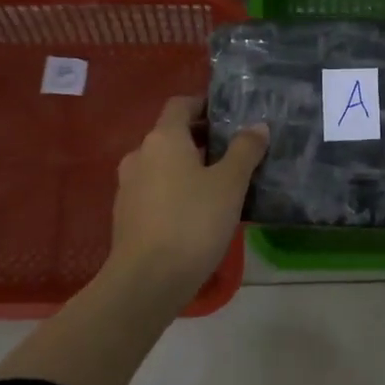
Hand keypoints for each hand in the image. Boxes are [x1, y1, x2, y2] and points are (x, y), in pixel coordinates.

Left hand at [108, 95, 267, 298]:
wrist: (147, 280)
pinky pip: (154, 190)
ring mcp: (128, 186)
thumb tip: (257, 126)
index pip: (180, 104)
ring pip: (162, 164)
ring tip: (219, 185)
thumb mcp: (229, 184)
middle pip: (171, 134)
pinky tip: (196, 212)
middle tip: (234, 152)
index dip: (204, 104)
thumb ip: (245, 150)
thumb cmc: (192, 222)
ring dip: (187, 167)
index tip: (229, 116)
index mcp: (163, 138)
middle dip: (201, 138)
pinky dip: (175, 190)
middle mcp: (140, 154)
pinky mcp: (126, 215)